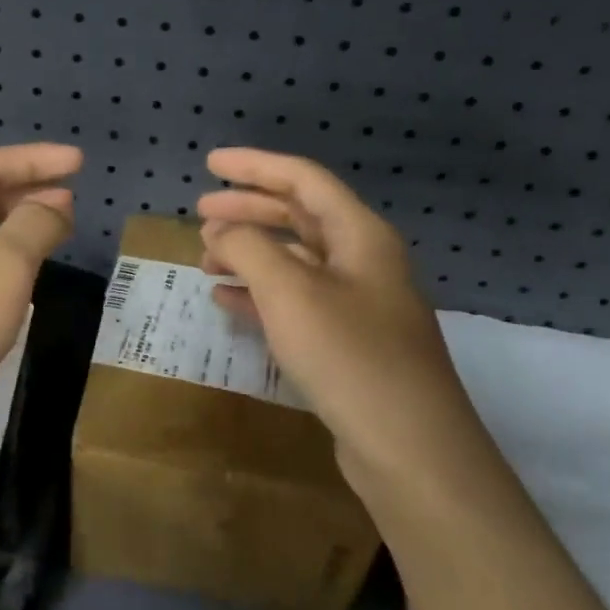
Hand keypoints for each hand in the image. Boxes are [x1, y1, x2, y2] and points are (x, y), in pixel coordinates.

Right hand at [196, 148, 484, 496]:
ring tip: (205, 258)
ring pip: (295, 262)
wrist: (409, 447)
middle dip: (248, 210)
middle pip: (299, 217)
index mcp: (360, 235)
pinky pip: (295, 303)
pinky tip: (226, 300)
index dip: (255, 166)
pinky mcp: (347, 344)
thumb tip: (222, 231)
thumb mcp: (290, 292)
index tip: (210, 163)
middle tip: (200, 212)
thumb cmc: (349, 356)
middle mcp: (363, 262)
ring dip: (250, 254)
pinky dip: (259, 295)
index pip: (303, 180)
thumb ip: (249, 249)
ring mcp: (357, 305)